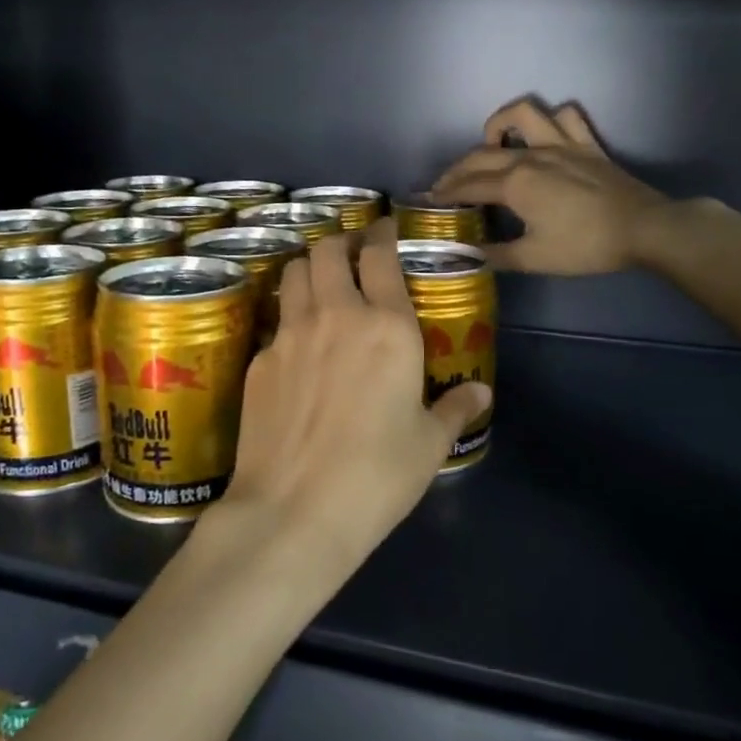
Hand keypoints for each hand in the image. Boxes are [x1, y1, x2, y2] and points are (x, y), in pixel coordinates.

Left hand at [220, 219, 492, 581]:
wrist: (293, 510)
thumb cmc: (377, 475)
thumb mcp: (430, 444)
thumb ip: (456, 409)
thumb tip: (481, 393)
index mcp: (387, 326)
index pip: (380, 255)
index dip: (383, 233)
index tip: (386, 230)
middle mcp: (335, 316)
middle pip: (328, 250)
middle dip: (342, 242)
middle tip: (353, 254)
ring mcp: (289, 335)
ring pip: (295, 273)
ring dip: (311, 268)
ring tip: (322, 284)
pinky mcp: (259, 362)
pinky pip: (277, 321)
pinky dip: (290, 317)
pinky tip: (299, 347)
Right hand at [432, 98, 668, 273]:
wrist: (643, 229)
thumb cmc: (585, 246)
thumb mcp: (534, 258)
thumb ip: (496, 254)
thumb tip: (468, 254)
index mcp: (515, 184)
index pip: (469, 185)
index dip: (446, 193)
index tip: (429, 200)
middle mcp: (532, 156)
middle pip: (482, 153)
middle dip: (457, 168)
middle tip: (445, 184)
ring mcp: (561, 144)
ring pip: (522, 114)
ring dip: (500, 123)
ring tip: (492, 143)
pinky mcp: (587, 144)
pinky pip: (566, 116)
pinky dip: (551, 119)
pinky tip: (544, 135)